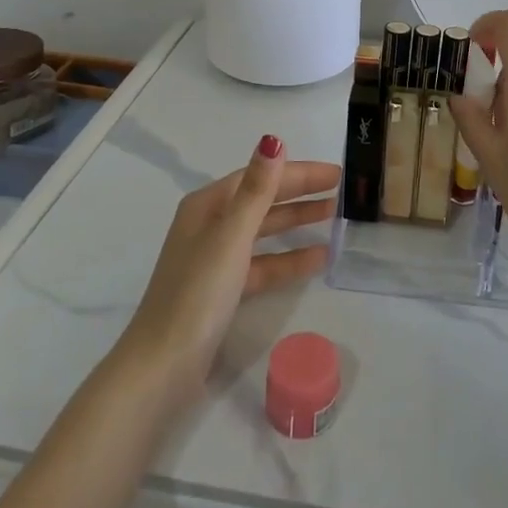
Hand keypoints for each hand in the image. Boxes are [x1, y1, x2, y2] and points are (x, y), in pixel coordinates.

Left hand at [119, 137, 337, 411]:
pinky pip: (263, 263)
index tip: (335, 173)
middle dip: (300, 193)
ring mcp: (216, 259)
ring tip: (335, 218)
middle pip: (262, 200)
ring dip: (297, 223)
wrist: (163, 366)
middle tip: (344, 191)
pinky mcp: (224, 290)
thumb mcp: (231, 236)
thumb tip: (273, 140)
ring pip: (265, 231)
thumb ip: (257, 190)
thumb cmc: (197, 293)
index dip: (297, 172)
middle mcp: (210, 225)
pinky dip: (289, 259)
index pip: (259, 176)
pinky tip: (319, 258)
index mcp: (207, 206)